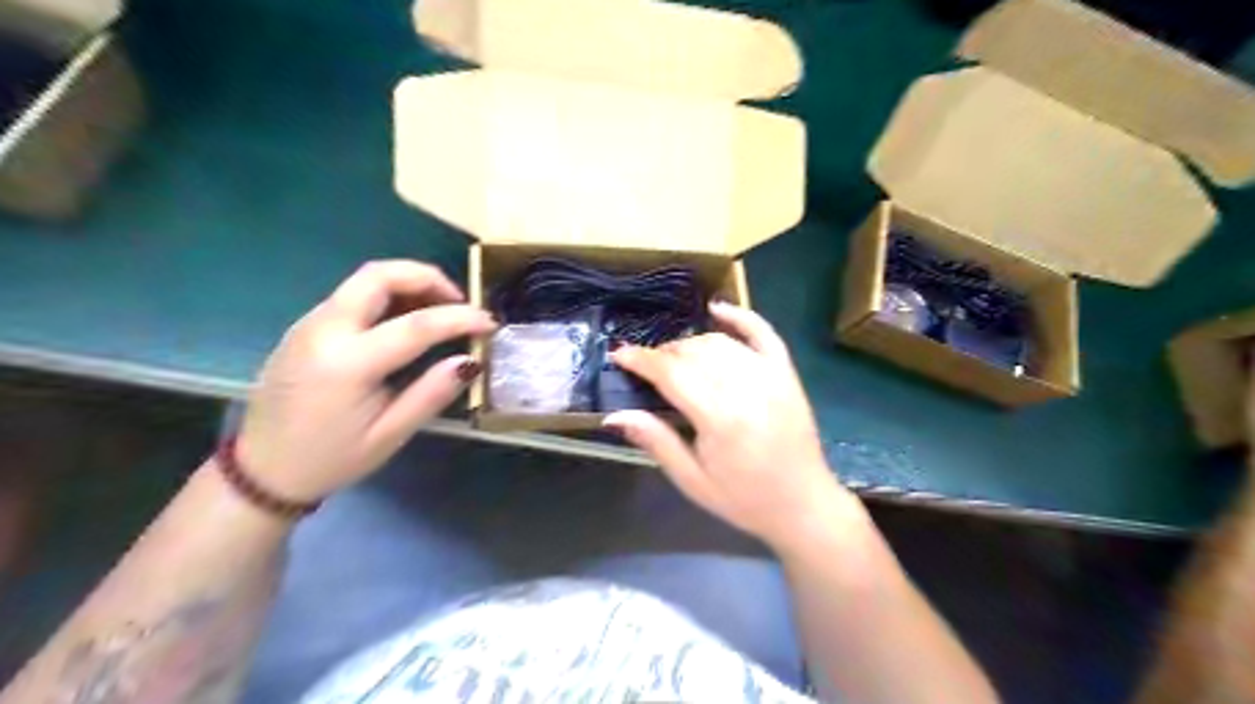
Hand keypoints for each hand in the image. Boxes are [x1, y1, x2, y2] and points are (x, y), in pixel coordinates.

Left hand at [233, 262, 494, 503]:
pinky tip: (406, 320)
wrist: (261, 471)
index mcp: (347, 364)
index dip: (460, 318)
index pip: (416, 324)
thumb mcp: (390, 435)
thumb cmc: (331, 459)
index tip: (489, 322)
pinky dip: (387, 295)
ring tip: (438, 310)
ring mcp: (309, 324)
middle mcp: (324, 330)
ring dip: (407, 283)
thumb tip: (470, 360)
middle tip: (458, 300)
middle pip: (379, 275)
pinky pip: (352, 295)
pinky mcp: (305, 327)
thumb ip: (431, 393)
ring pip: (364, 280)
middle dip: (427, 277)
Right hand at [604, 303, 857, 549]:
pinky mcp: (786, 374)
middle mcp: (746, 389)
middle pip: (694, 353)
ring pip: (720, 342)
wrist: (802, 504)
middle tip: (647, 368)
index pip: (671, 374)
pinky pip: (763, 333)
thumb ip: (656, 441)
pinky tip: (717, 310)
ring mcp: (771, 376)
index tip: (619, 354)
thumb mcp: (692, 481)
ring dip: (691, 343)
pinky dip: (740, 316)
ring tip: (674, 358)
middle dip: (663, 354)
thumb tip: (614, 414)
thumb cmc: (743, 499)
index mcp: (720, 419)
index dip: (641, 360)